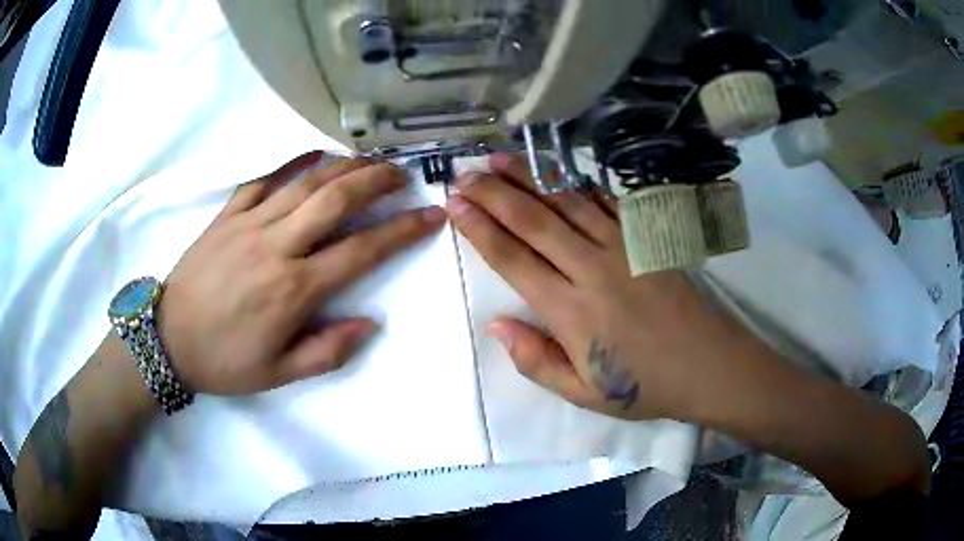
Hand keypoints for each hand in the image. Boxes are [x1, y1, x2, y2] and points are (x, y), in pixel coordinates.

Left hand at [157, 152, 446, 394]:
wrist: (167, 340)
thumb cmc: (223, 361)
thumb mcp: (279, 374)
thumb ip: (328, 351)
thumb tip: (371, 324)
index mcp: (293, 289)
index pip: (361, 250)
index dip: (402, 231)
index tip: (430, 216)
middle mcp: (276, 246)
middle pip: (336, 200)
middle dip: (377, 180)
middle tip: (403, 173)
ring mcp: (248, 224)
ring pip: (304, 182)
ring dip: (344, 166)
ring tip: (371, 159)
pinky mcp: (226, 215)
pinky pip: (262, 179)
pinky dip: (291, 163)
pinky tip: (313, 156)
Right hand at [446, 153, 763, 421]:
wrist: (706, 364)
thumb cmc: (642, 384)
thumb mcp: (583, 393)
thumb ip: (535, 361)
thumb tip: (496, 326)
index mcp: (570, 311)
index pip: (513, 260)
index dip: (480, 229)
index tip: (455, 205)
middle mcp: (591, 269)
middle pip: (533, 221)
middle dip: (493, 194)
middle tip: (464, 175)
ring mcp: (622, 247)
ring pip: (566, 202)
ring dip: (529, 178)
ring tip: (498, 160)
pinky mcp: (645, 239)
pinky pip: (606, 202)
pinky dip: (577, 184)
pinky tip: (557, 171)